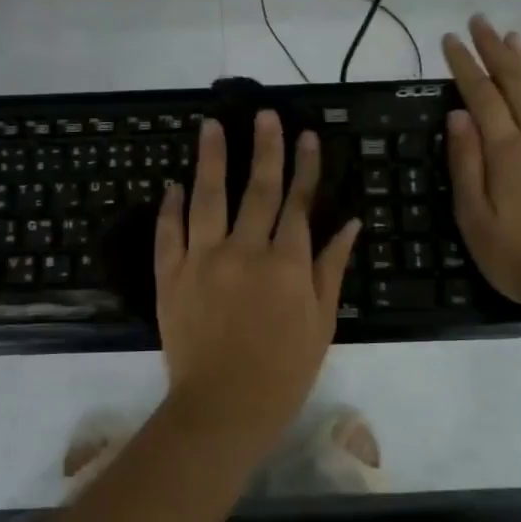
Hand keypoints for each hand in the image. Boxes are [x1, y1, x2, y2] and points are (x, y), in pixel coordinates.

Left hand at [155, 112, 360, 453]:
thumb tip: (351, 221)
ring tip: (210, 126)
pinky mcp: (171, 275)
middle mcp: (245, 250)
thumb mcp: (321, 322)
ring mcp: (203, 259)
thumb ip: (332, 267)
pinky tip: (173, 184)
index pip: (299, 203)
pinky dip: (170, 207)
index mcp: (287, 263)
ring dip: (211, 159)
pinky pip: (169, 233)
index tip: (306, 135)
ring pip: (207, 197)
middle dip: (264, 148)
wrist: (222, 407)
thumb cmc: (283, 371)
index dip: (305, 166)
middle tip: (263, 114)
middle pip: (258, 189)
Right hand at [442, 14, 520, 306]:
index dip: (465, 65)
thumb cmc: (519, 257)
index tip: (450, 39)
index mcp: (508, 152)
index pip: (482, 96)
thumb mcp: (475, 218)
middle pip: (517, 84)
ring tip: (513, 39)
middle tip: (480, 21)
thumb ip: (466, 164)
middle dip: (495, 50)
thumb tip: (458, 116)